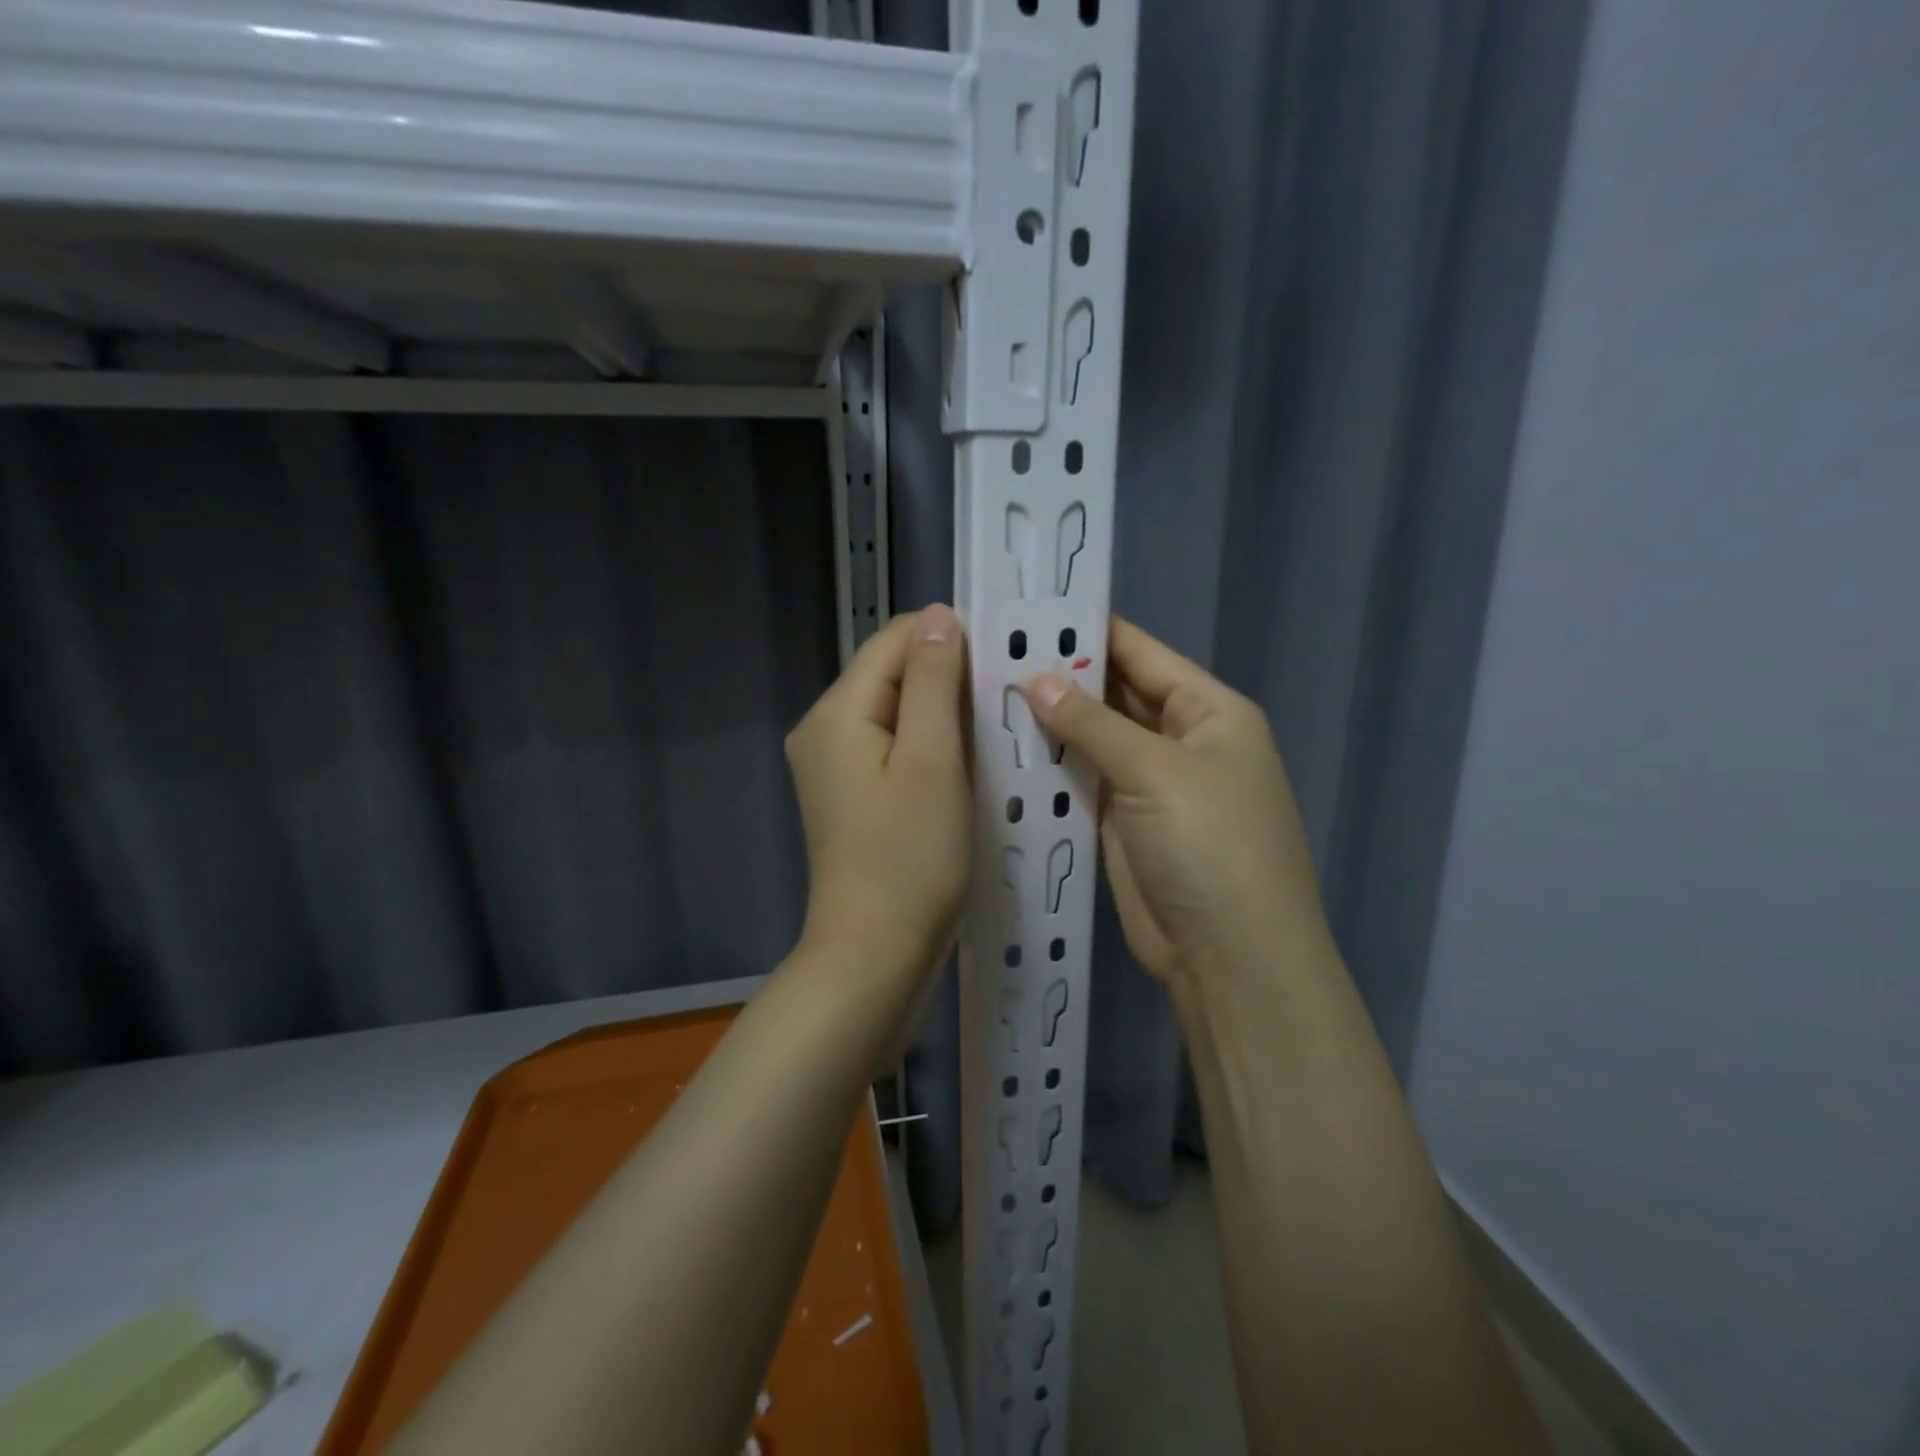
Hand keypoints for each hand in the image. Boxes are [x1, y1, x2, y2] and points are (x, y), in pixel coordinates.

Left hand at [786, 605, 972, 980]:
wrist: (875, 953)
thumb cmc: (911, 858)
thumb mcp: (932, 761)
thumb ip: (933, 682)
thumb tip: (938, 617)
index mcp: (836, 712)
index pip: (894, 641)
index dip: (948, 639)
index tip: (1003, 658)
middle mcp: (823, 729)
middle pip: (891, 674)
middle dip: (947, 677)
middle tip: (1006, 696)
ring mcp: (832, 764)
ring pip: (896, 711)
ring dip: (942, 711)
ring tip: (994, 724)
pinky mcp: (849, 793)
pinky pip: (892, 746)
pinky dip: (928, 743)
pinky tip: (965, 759)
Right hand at [1021, 617, 1322, 985]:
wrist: (1228, 955)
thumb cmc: (1208, 844)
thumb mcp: (1154, 770)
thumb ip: (1091, 721)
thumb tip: (1035, 679)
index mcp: (1208, 711)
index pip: (1141, 654)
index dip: (1089, 632)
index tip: (1030, 612)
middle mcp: (1180, 740)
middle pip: (1115, 694)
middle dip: (1063, 676)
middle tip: (993, 652)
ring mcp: (1150, 784)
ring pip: (1094, 739)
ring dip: (1051, 721)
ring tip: (986, 691)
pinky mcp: (1122, 822)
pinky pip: (1082, 780)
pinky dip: (1051, 765)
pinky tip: (1004, 746)